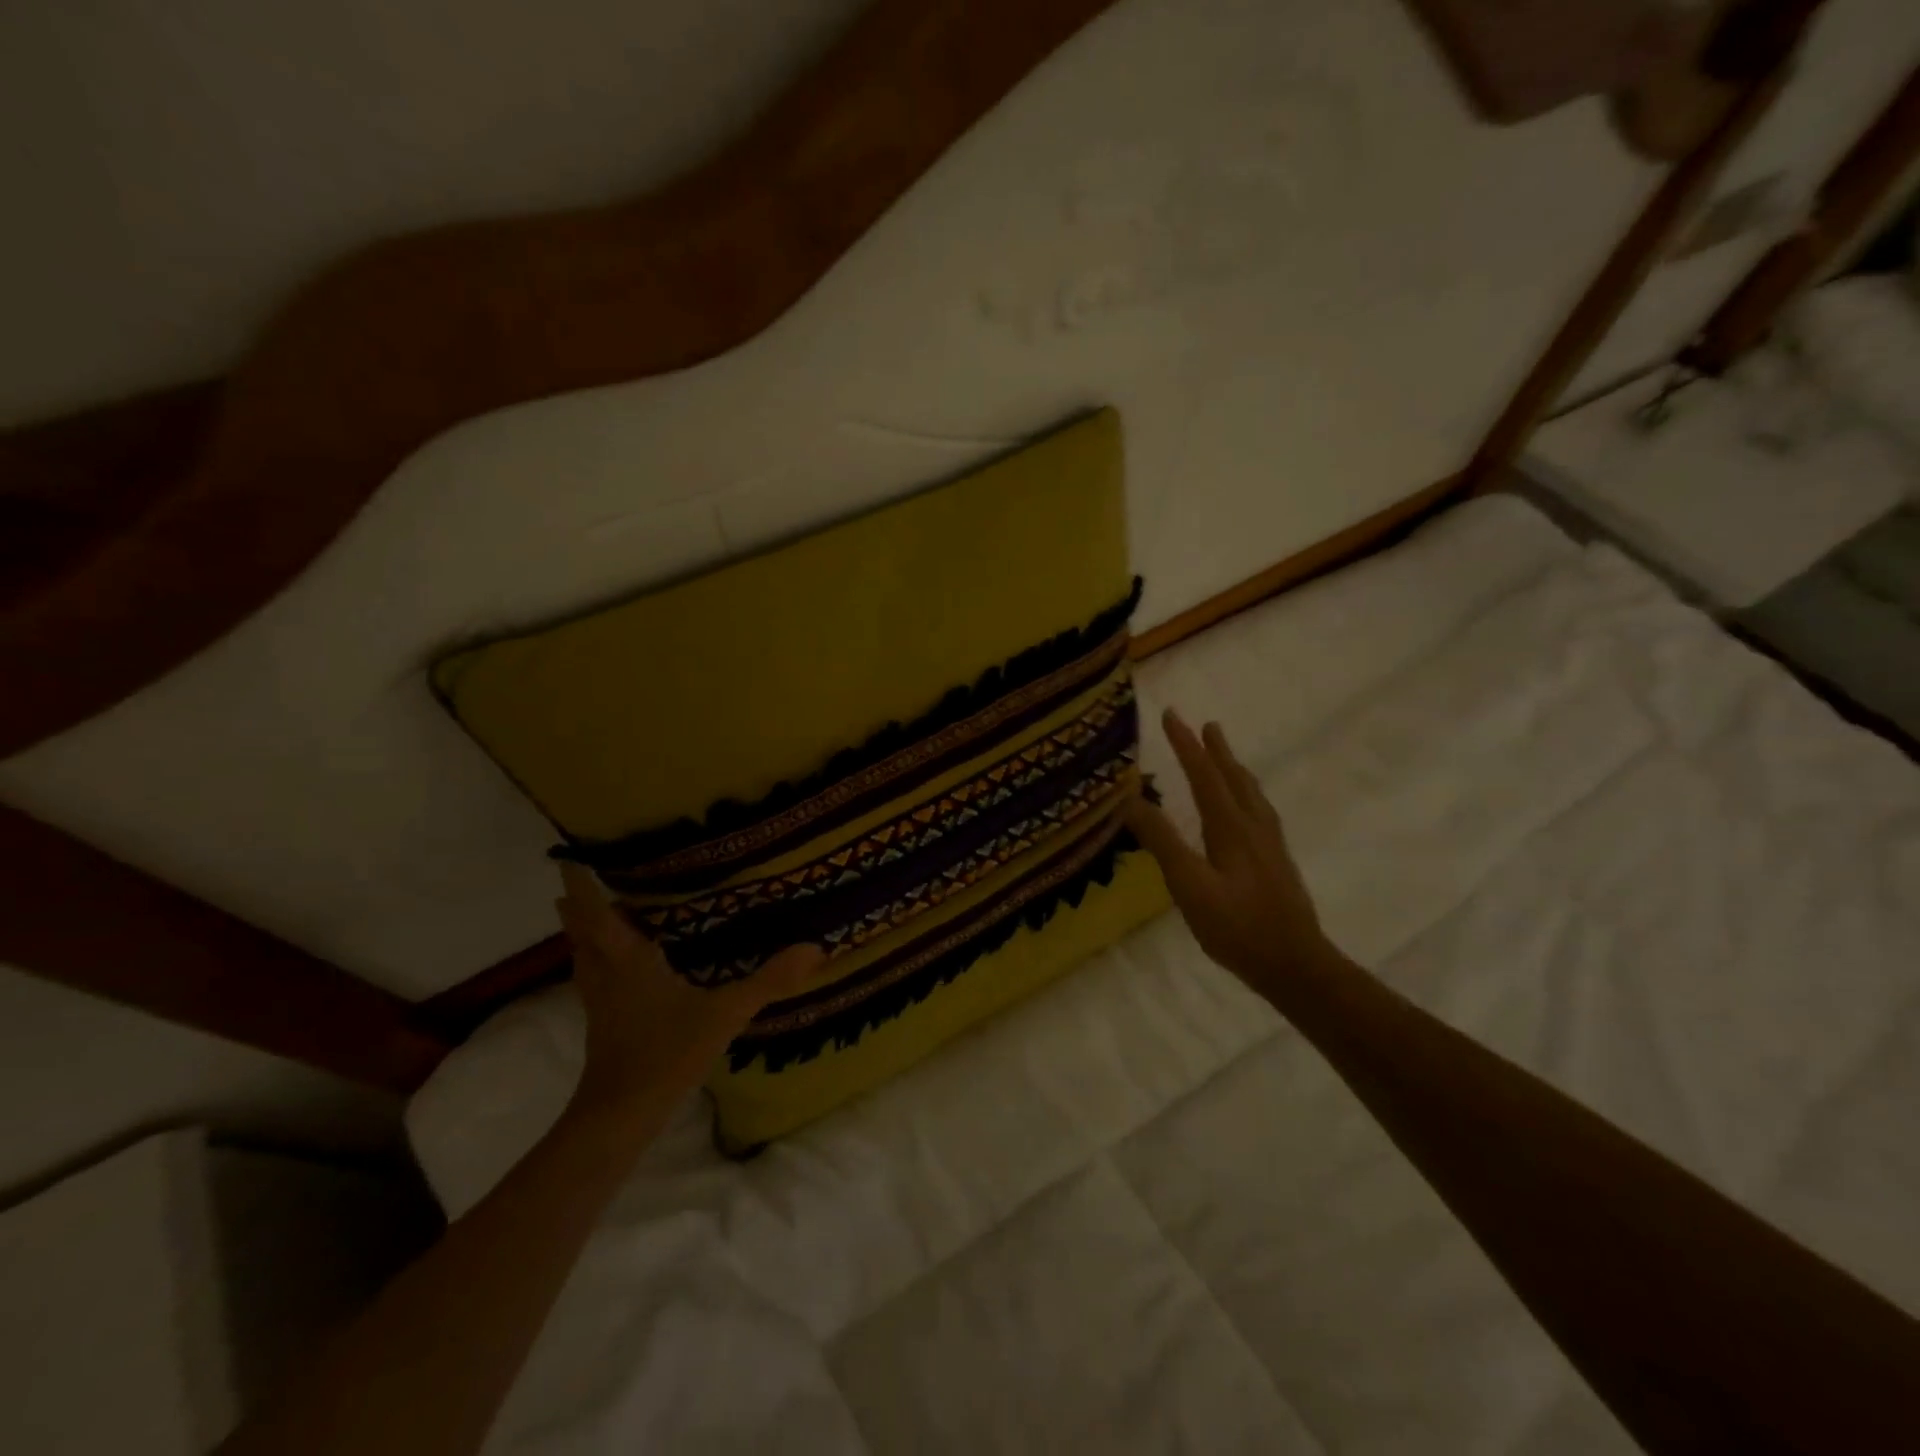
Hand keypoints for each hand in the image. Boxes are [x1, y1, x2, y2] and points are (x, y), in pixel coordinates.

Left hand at [555, 863, 824, 1122]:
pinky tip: (613, 967)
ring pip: (582, 956)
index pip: (595, 913)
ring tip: (590, 912)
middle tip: (584, 876)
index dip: (579, 884)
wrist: (619, 1116)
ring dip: (583, 932)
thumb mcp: (725, 1013)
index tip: (571, 856)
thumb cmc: (666, 1054)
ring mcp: (599, 1001)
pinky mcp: (601, 1023)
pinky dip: (595, 959)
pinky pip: (592, 977)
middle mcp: (606, 974)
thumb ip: (768, 981)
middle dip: (577, 903)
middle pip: (581, 931)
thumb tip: (814, 947)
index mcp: (627, 960)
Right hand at [1124, 709, 1336, 997]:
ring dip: (1235, 769)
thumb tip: (1130, 800)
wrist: (1296, 965)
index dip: (1186, 744)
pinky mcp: (1277, 862)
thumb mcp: (1189, 886)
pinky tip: (1249, 810)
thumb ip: (1162, 842)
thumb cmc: (1237, 927)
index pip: (1203, 775)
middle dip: (1216, 750)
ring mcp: (1270, 844)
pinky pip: (1260, 811)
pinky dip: (1248, 793)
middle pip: (1233, 778)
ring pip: (1252, 794)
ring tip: (1227, 756)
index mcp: (1231, 827)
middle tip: (1207, 724)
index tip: (1171, 714)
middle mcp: (1254, 826)